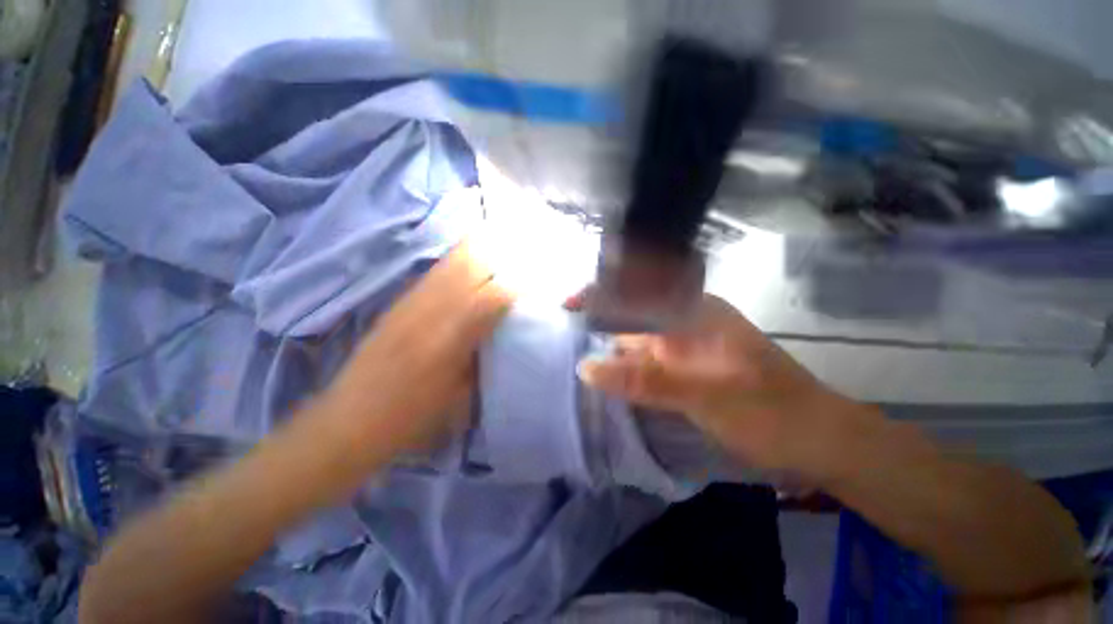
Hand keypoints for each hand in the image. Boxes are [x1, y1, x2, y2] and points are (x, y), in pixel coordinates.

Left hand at [323, 243, 512, 453]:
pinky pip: (436, 272)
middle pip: (471, 264)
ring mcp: (411, 301)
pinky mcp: (399, 302)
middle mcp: (430, 310)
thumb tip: (502, 335)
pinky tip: (471, 267)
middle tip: (521, 260)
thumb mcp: (460, 395)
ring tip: (502, 253)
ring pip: (452, 262)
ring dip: (480, 253)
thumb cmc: (411, 416)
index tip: (537, 283)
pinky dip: (459, 263)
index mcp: (450, 338)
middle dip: (501, 257)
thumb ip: (484, 359)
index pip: (492, 296)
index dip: (518, 286)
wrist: (349, 418)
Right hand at [572, 292, 876, 479]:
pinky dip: (623, 365)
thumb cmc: (770, 412)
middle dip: (598, 316)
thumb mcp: (705, 395)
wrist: (817, 442)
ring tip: (571, 348)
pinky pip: (645, 361)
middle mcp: (685, 322)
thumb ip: (645, 381)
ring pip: (638, 337)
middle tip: (561, 329)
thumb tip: (585, 368)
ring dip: (608, 343)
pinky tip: (603, 373)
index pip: (639, 290)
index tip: (568, 304)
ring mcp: (684, 346)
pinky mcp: (684, 369)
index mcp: (695, 312)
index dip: (602, 293)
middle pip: (634, 311)